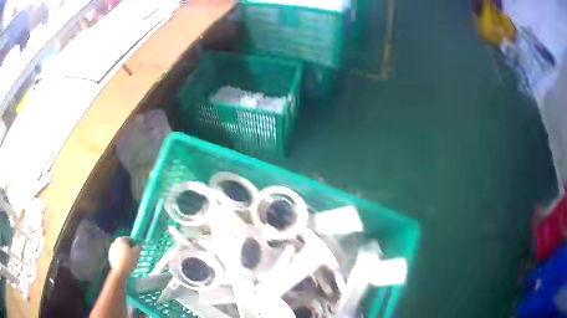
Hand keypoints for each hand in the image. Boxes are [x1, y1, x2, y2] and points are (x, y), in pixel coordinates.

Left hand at [108, 237, 141, 275]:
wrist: (120, 271)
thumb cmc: (129, 260)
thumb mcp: (137, 253)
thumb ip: (139, 247)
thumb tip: (140, 245)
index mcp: (121, 239)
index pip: (129, 238)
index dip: (134, 243)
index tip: (138, 248)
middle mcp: (115, 242)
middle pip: (124, 244)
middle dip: (129, 248)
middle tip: (134, 254)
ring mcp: (111, 249)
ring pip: (120, 250)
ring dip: (124, 253)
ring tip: (130, 260)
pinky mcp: (110, 256)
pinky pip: (117, 255)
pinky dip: (121, 257)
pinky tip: (125, 263)